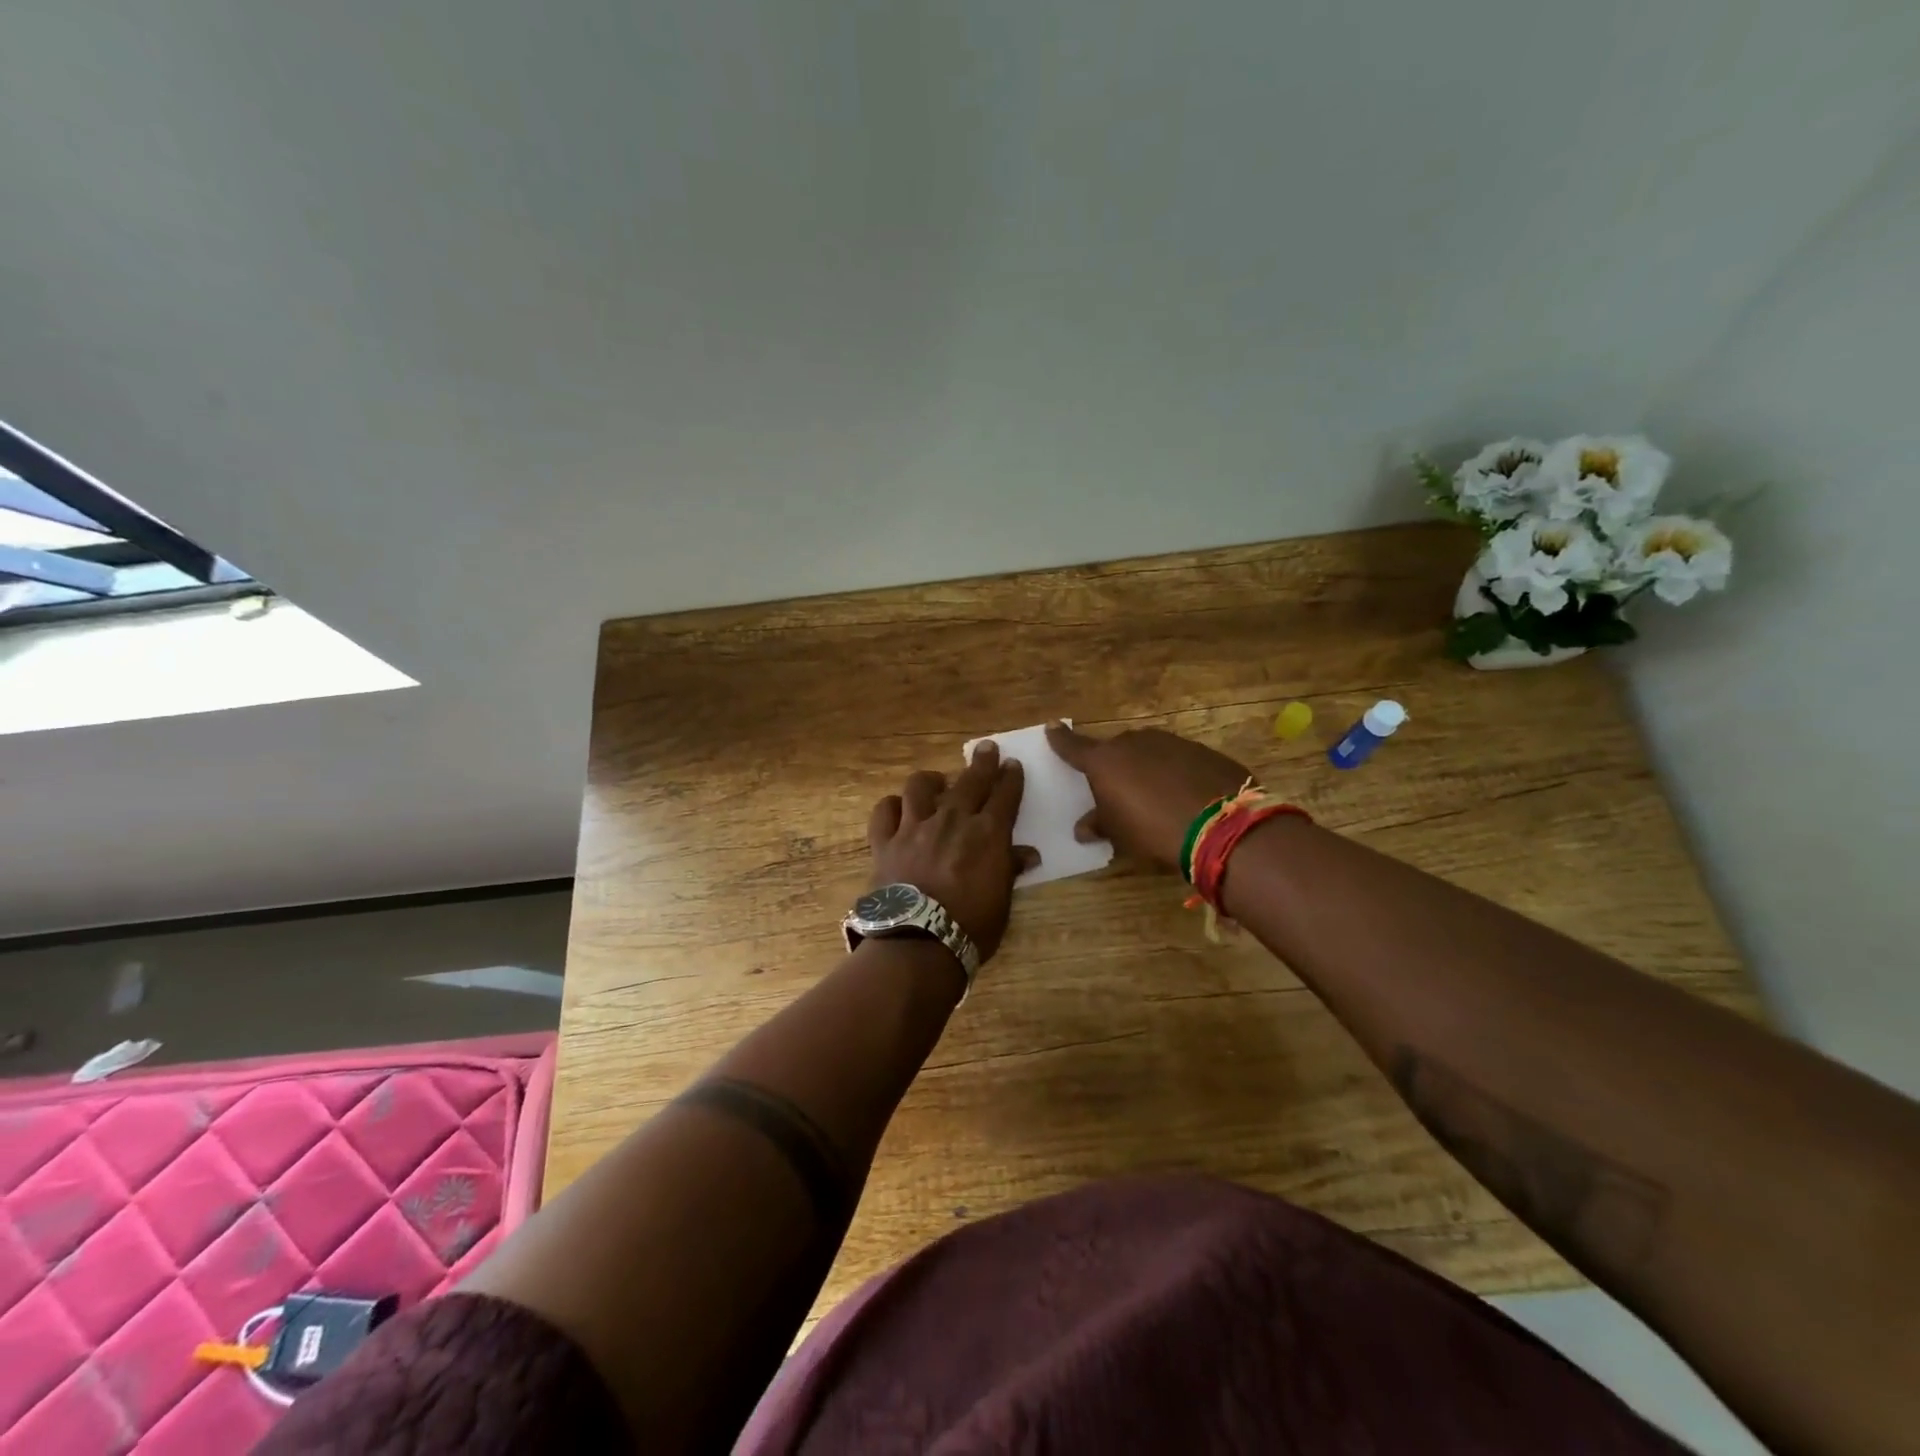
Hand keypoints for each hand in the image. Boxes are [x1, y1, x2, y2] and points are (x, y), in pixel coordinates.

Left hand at [867, 741, 1037, 962]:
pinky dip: (891, 806)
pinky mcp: (885, 842)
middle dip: (981, 763)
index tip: (1012, 764)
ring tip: (936, 780)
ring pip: (920, 787)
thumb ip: (1010, 870)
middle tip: (986, 749)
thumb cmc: (971, 928)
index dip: (1011, 778)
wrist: (918, 942)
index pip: (1005, 796)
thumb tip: (1028, 855)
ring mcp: (915, 827)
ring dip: (931, 779)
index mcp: (988, 834)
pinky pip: (884, 812)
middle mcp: (952, 820)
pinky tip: (897, 808)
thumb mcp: (1002, 902)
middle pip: (970, 781)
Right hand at [1045, 722, 1251, 871]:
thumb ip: (1099, 825)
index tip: (1052, 727)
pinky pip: (1179, 760)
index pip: (1074, 747)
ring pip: (1150, 751)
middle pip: (1116, 750)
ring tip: (1154, 794)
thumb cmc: (1153, 829)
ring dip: (1147, 768)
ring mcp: (1172, 742)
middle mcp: (1135, 743)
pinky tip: (1185, 795)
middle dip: (1115, 765)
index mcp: (1105, 761)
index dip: (1061, 740)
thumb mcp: (1120, 834)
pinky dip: (1176, 773)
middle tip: (1118, 788)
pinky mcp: (1202, 751)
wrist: (1221, 825)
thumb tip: (1083, 828)